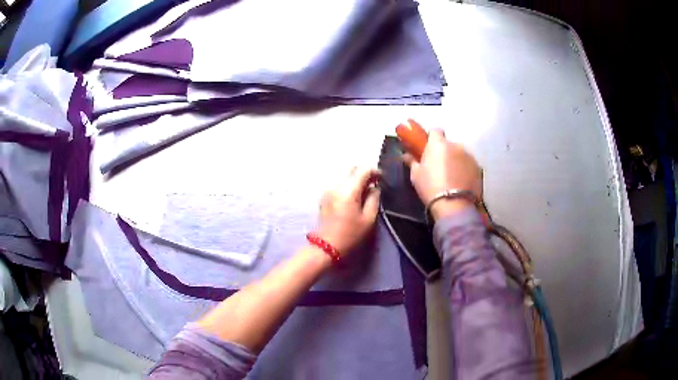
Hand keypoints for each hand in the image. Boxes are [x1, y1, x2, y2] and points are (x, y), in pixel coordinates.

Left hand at [317, 167, 380, 254]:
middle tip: (373, 182)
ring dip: (355, 177)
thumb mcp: (368, 219)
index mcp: (348, 190)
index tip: (382, 179)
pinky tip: (353, 195)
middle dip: (363, 171)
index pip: (362, 170)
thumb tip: (375, 188)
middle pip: (351, 168)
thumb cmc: (350, 235)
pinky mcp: (324, 196)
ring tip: (364, 189)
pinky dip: (347, 183)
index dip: (374, 171)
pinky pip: (337, 182)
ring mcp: (328, 190)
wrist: (326, 247)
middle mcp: (336, 185)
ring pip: (343, 174)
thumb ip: (374, 199)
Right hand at [403, 129, 481, 219]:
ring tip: (452, 177)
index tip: (428, 147)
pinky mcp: (478, 168)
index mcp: (438, 144)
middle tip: (439, 166)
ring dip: (456, 161)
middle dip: (444, 152)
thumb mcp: (416, 175)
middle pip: (449, 144)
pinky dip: (465, 170)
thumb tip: (406, 155)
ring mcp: (469, 156)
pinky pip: (469, 165)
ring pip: (460, 154)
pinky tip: (461, 183)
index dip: (431, 137)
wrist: (454, 205)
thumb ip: (412, 162)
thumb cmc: (431, 187)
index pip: (435, 130)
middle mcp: (456, 145)